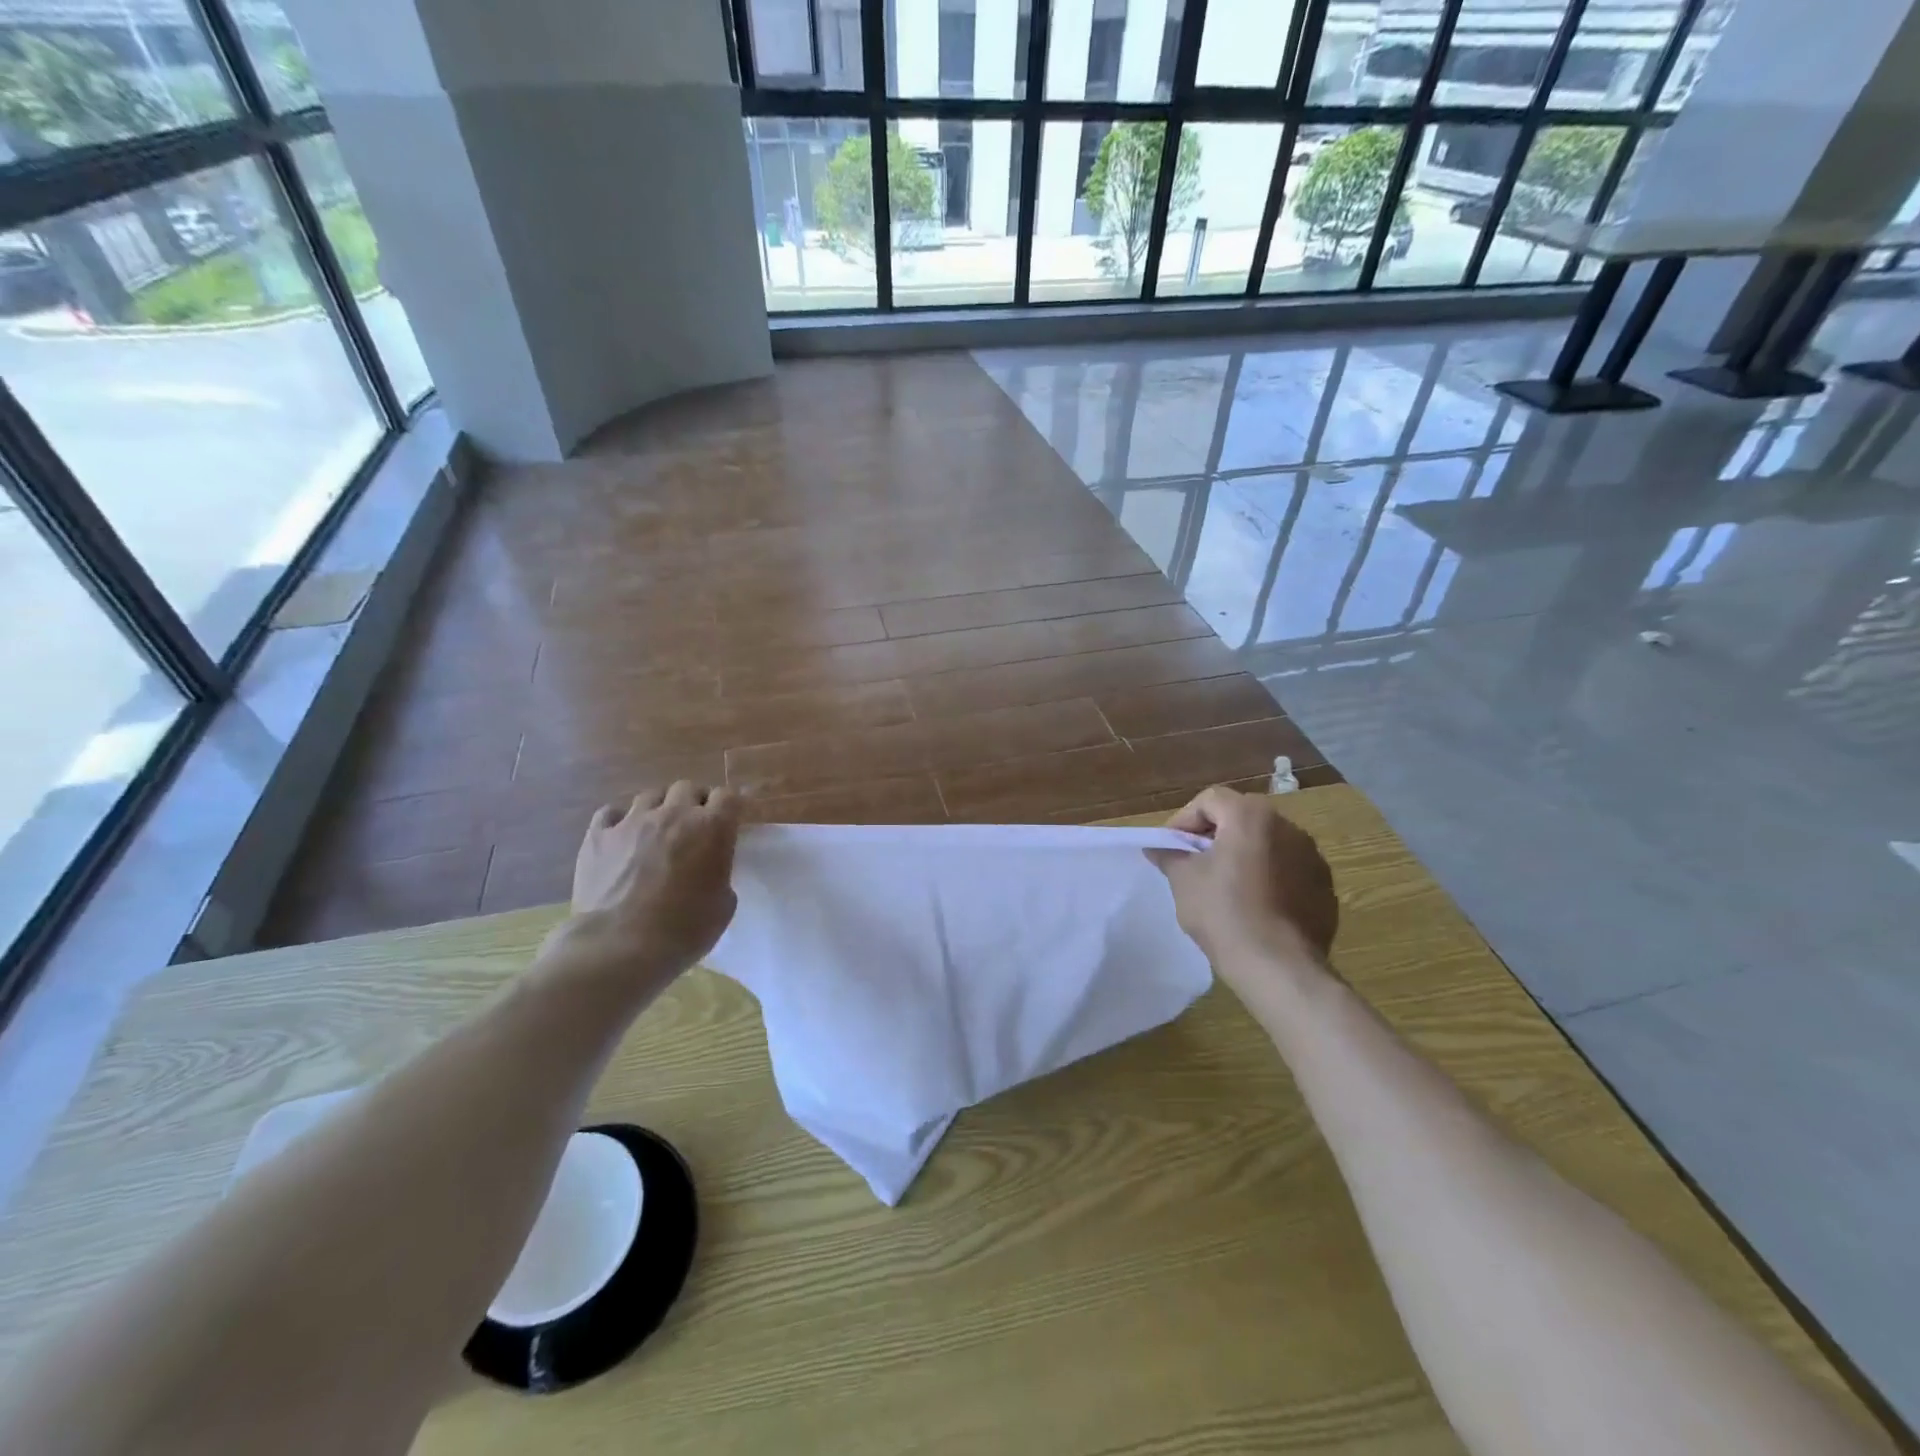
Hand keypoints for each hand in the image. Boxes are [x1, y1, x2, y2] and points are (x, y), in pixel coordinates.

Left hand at [539, 781, 741, 988]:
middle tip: (693, 827)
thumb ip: (720, 873)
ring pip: (650, 795)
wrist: (619, 948)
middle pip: (688, 787)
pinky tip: (621, 838)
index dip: (729, 808)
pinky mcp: (598, 836)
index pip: (728, 796)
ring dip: (659, 808)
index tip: (728, 822)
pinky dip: (620, 821)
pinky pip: (611, 813)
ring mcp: (632, 822)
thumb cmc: (684, 931)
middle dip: (694, 802)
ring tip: (656, 831)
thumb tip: (708, 867)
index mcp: (712, 828)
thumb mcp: (723, 905)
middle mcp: (674, 814)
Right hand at [1146, 786, 1337, 970]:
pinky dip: (1269, 877)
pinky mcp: (1324, 886)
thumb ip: (1170, 855)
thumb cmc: (1224, 913)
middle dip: (1215, 836)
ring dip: (1244, 856)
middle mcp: (1288, 826)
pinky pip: (1288, 870)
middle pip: (1241, 818)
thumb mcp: (1183, 881)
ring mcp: (1312, 856)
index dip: (1184, 820)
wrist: (1279, 967)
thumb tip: (1156, 847)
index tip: (1172, 848)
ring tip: (1226, 887)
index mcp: (1251, 816)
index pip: (1209, 800)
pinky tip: (1255, 907)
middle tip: (1195, 864)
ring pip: (1267, 843)